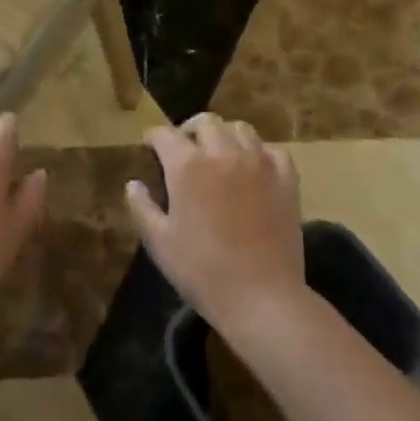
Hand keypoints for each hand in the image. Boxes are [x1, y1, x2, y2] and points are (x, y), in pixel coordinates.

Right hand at [126, 112, 304, 332]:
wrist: (262, 297)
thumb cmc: (202, 271)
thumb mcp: (160, 242)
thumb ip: (142, 207)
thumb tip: (133, 184)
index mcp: (187, 165)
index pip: (165, 134)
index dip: (153, 138)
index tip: (149, 147)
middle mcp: (223, 153)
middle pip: (205, 122)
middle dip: (190, 130)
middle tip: (185, 149)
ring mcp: (258, 163)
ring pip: (241, 129)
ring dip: (225, 136)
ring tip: (220, 154)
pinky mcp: (286, 179)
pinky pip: (273, 151)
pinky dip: (260, 153)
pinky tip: (255, 169)